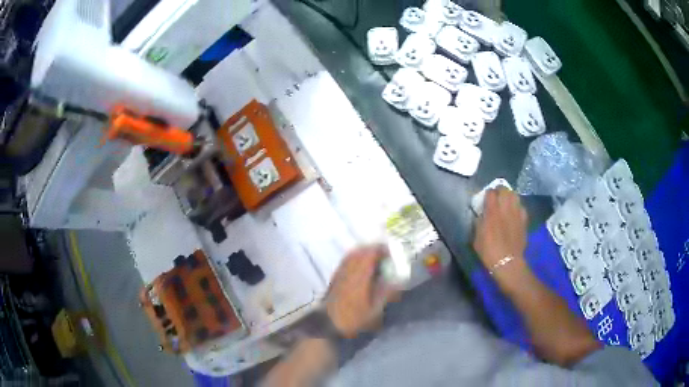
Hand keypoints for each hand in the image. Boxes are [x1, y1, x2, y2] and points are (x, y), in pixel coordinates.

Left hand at [325, 245, 399, 337]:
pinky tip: (360, 267)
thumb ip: (386, 293)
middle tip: (384, 255)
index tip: (391, 253)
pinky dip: (354, 259)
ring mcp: (339, 273)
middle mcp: (348, 270)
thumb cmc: (353, 318)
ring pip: (351, 255)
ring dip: (363, 253)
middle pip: (360, 251)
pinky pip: (345, 261)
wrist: (328, 325)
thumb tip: (398, 281)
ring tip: (374, 259)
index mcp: (360, 276)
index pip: (370, 254)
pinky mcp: (334, 278)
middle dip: (373, 250)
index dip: (381, 250)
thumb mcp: (374, 310)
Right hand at [473, 188, 527, 268]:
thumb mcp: (477, 237)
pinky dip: (517, 207)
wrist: (507, 262)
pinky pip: (521, 207)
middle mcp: (505, 208)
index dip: (488, 194)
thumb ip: (479, 222)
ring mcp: (516, 213)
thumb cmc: (488, 251)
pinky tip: (515, 213)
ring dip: (510, 196)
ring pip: (515, 195)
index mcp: (492, 212)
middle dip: (500, 191)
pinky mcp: (524, 220)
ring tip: (506, 202)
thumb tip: (482, 214)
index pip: (490, 192)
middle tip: (497, 198)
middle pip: (504, 190)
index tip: (486, 199)